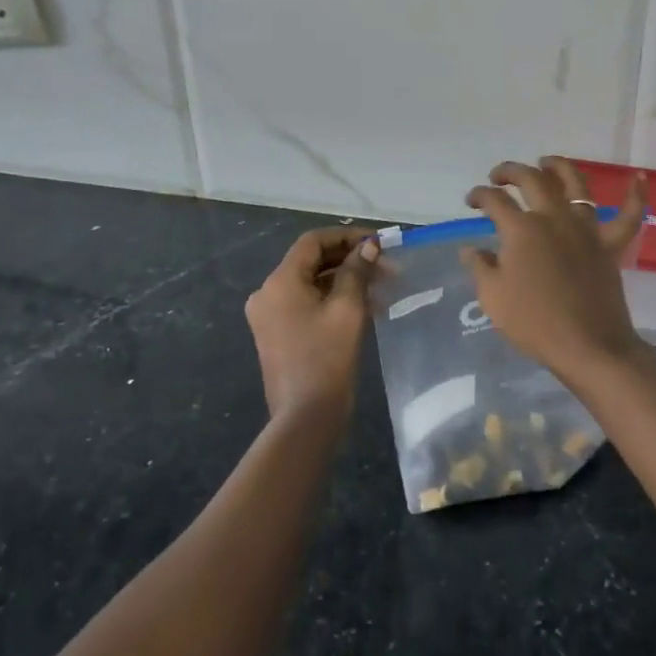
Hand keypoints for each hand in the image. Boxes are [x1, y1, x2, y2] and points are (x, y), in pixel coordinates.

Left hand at [245, 227, 379, 423]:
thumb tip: (369, 246)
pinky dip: (333, 300)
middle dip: (350, 260)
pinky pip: (307, 304)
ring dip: (346, 281)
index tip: (378, 242)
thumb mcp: (347, 310)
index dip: (347, 236)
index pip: (313, 242)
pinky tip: (366, 307)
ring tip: (382, 287)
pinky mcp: (278, 334)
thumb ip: (357, 272)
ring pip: (312, 283)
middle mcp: (268, 293)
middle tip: (386, 266)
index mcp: (280, 281)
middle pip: (312, 261)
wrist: (305, 419)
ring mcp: (270, 316)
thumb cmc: (326, 359)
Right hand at [461, 157, 649, 379]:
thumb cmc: (534, 323)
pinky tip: (639, 177)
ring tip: (547, 162)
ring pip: (576, 184)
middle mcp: (554, 218)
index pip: (495, 200)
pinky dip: (636, 195)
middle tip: (499, 176)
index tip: (471, 200)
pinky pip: (629, 215)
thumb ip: (480, 266)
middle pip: (532, 180)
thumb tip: (470, 247)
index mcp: (522, 229)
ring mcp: (585, 228)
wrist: (588, 346)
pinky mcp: (610, 244)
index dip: (479, 195)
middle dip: (511, 171)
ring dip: (559, 167)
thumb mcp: (493, 297)